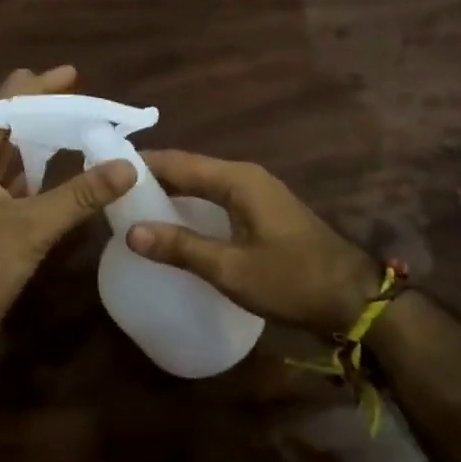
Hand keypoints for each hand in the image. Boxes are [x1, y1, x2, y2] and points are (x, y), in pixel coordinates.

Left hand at [0, 65, 134, 360]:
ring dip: (38, 139)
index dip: (35, 90)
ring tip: (73, 120)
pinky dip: (37, 171)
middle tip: (73, 90)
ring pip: (9, 156)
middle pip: (3, 127)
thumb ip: (79, 194)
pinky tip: (61, 166)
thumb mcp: (31, 226)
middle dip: (36, 108)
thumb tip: (127, 166)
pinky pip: (14, 183)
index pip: (0, 109)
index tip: (69, 74)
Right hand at [128, 152, 380, 336]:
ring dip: (172, 192)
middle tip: (113, 192)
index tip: (106, 168)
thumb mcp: (231, 268)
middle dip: (153, 178)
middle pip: (190, 169)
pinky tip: (175, 224)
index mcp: (237, 179)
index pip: (178, 162)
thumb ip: (181, 247)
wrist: (354, 299)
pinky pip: (217, 198)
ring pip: (203, 184)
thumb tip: (131, 232)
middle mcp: (245, 177)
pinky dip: (192, 205)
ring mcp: (257, 193)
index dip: (142, 164)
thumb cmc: (292, 280)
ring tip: (134, 207)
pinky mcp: (263, 212)